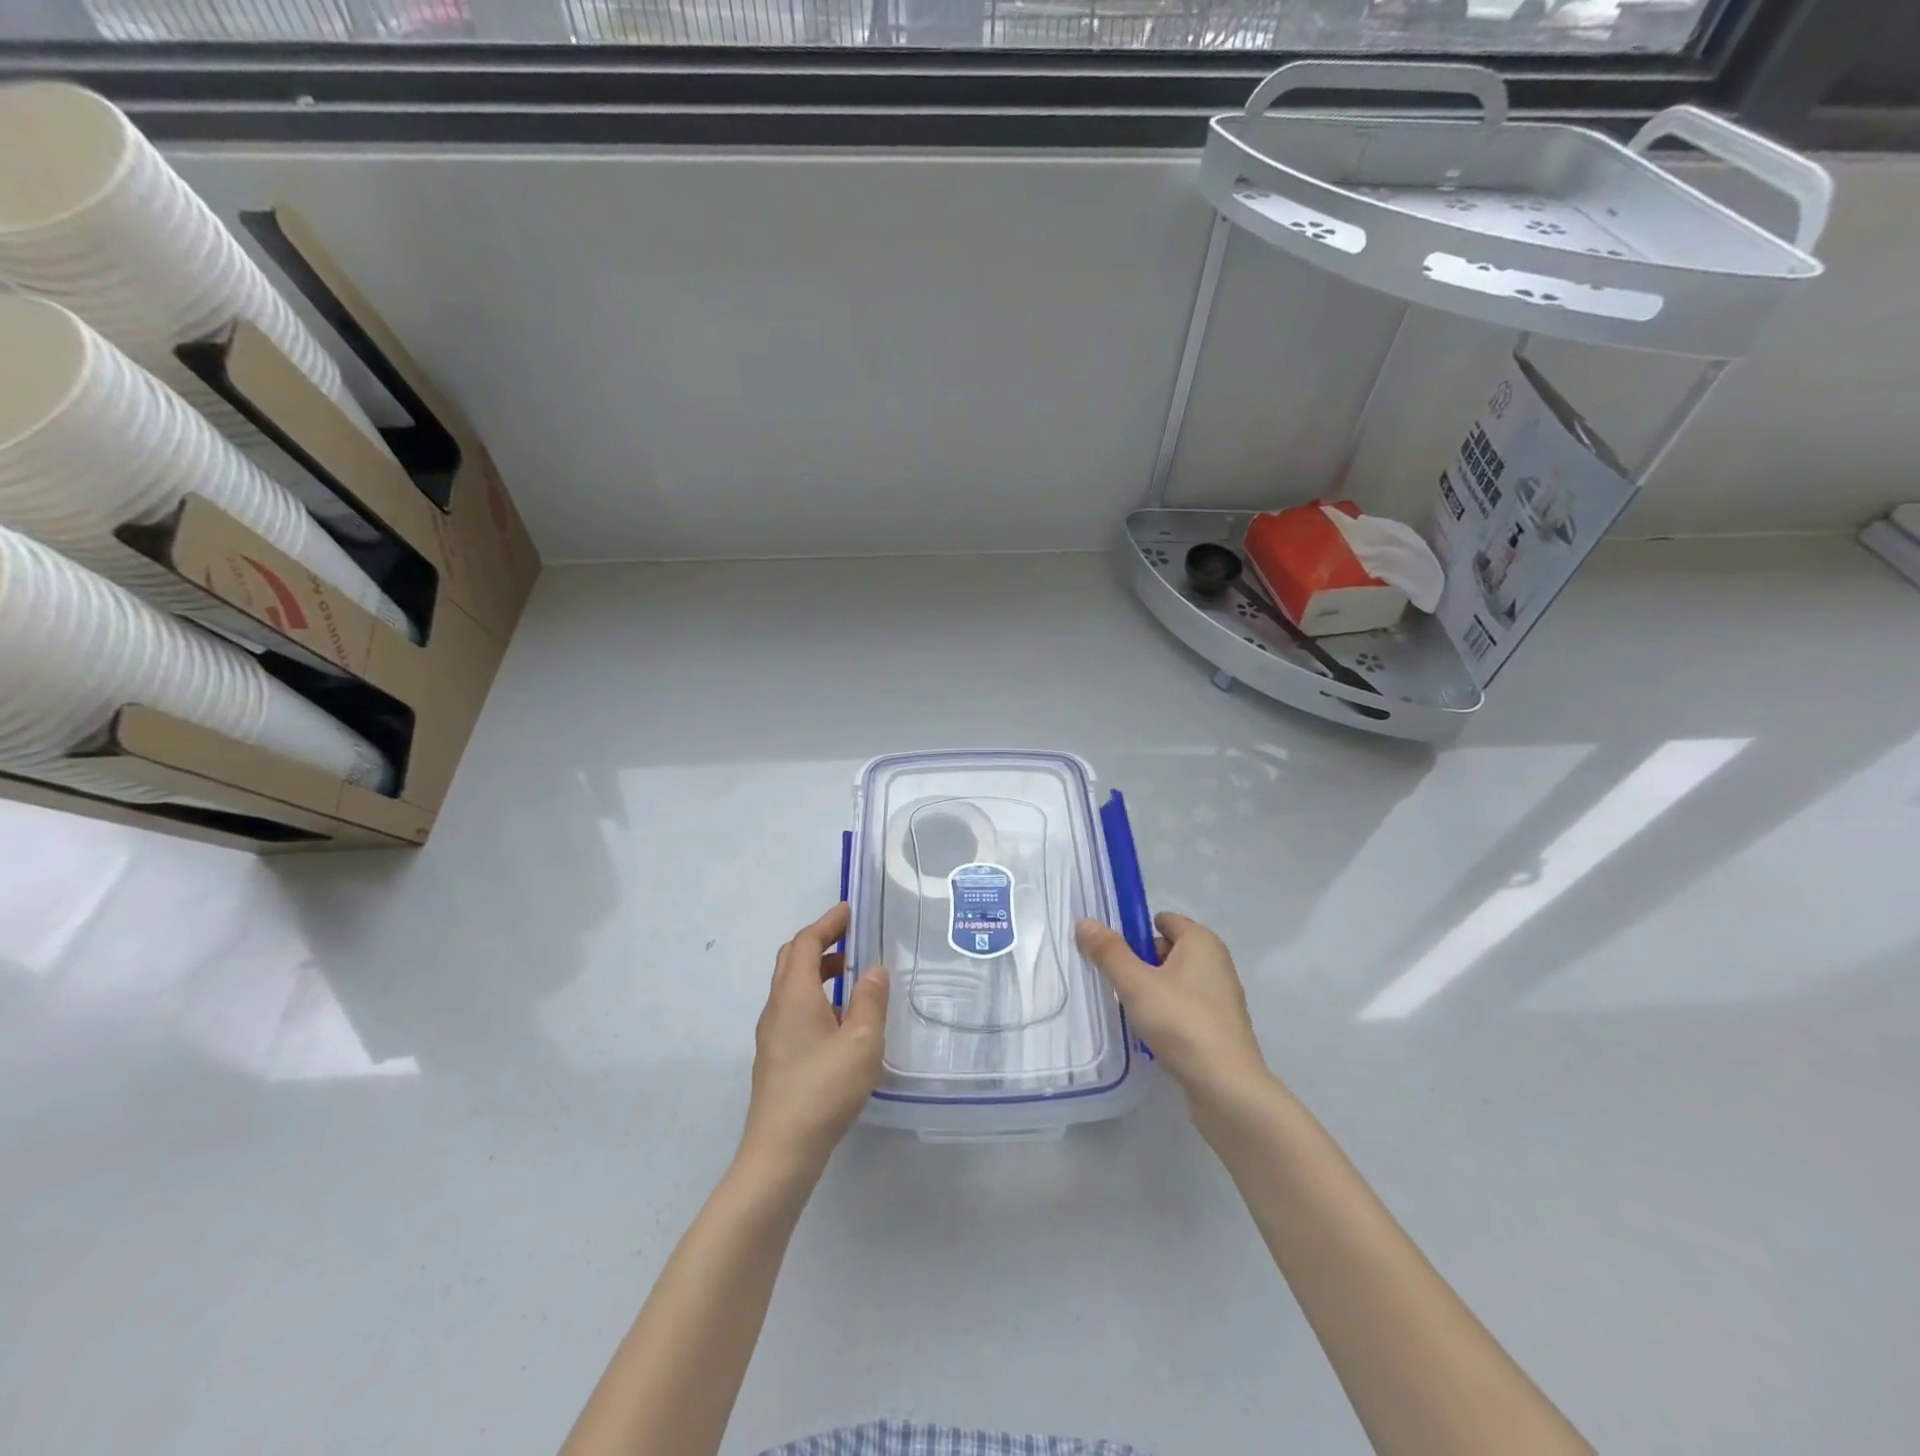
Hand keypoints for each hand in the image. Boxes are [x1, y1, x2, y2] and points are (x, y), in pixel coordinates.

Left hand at [739, 903, 889, 1178]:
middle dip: (821, 942)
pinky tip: (841, 1019)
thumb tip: (875, 969)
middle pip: (792, 959)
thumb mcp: (861, 1041)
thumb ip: (870, 1000)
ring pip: (792, 985)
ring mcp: (772, 1033)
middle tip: (853, 938)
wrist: (781, 1151)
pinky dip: (816, 996)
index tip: (850, 910)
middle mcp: (777, 1006)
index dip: (827, 923)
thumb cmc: (823, 1089)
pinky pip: (794, 1008)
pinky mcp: (775, 1055)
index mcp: (794, 994)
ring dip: (819, 970)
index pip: (806, 943)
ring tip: (854, 976)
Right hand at [1075, 912, 1271, 1114]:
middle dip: (1140, 961)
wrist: (1226, 1088)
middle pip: (1169, 950)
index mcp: (1202, 942)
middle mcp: (1216, 963)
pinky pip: (1186, 1007)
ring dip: (1151, 990)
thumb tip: (1085, 922)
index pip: (1165, 920)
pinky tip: (1149, 1032)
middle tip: (1115, 981)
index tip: (1111, 951)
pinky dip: (1167, 1013)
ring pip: (1176, 981)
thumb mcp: (1136, 983)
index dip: (1136, 930)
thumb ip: (1109, 952)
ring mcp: (1221, 997)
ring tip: (1127, 1008)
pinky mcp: (1221, 1028)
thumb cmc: (1181, 1022)